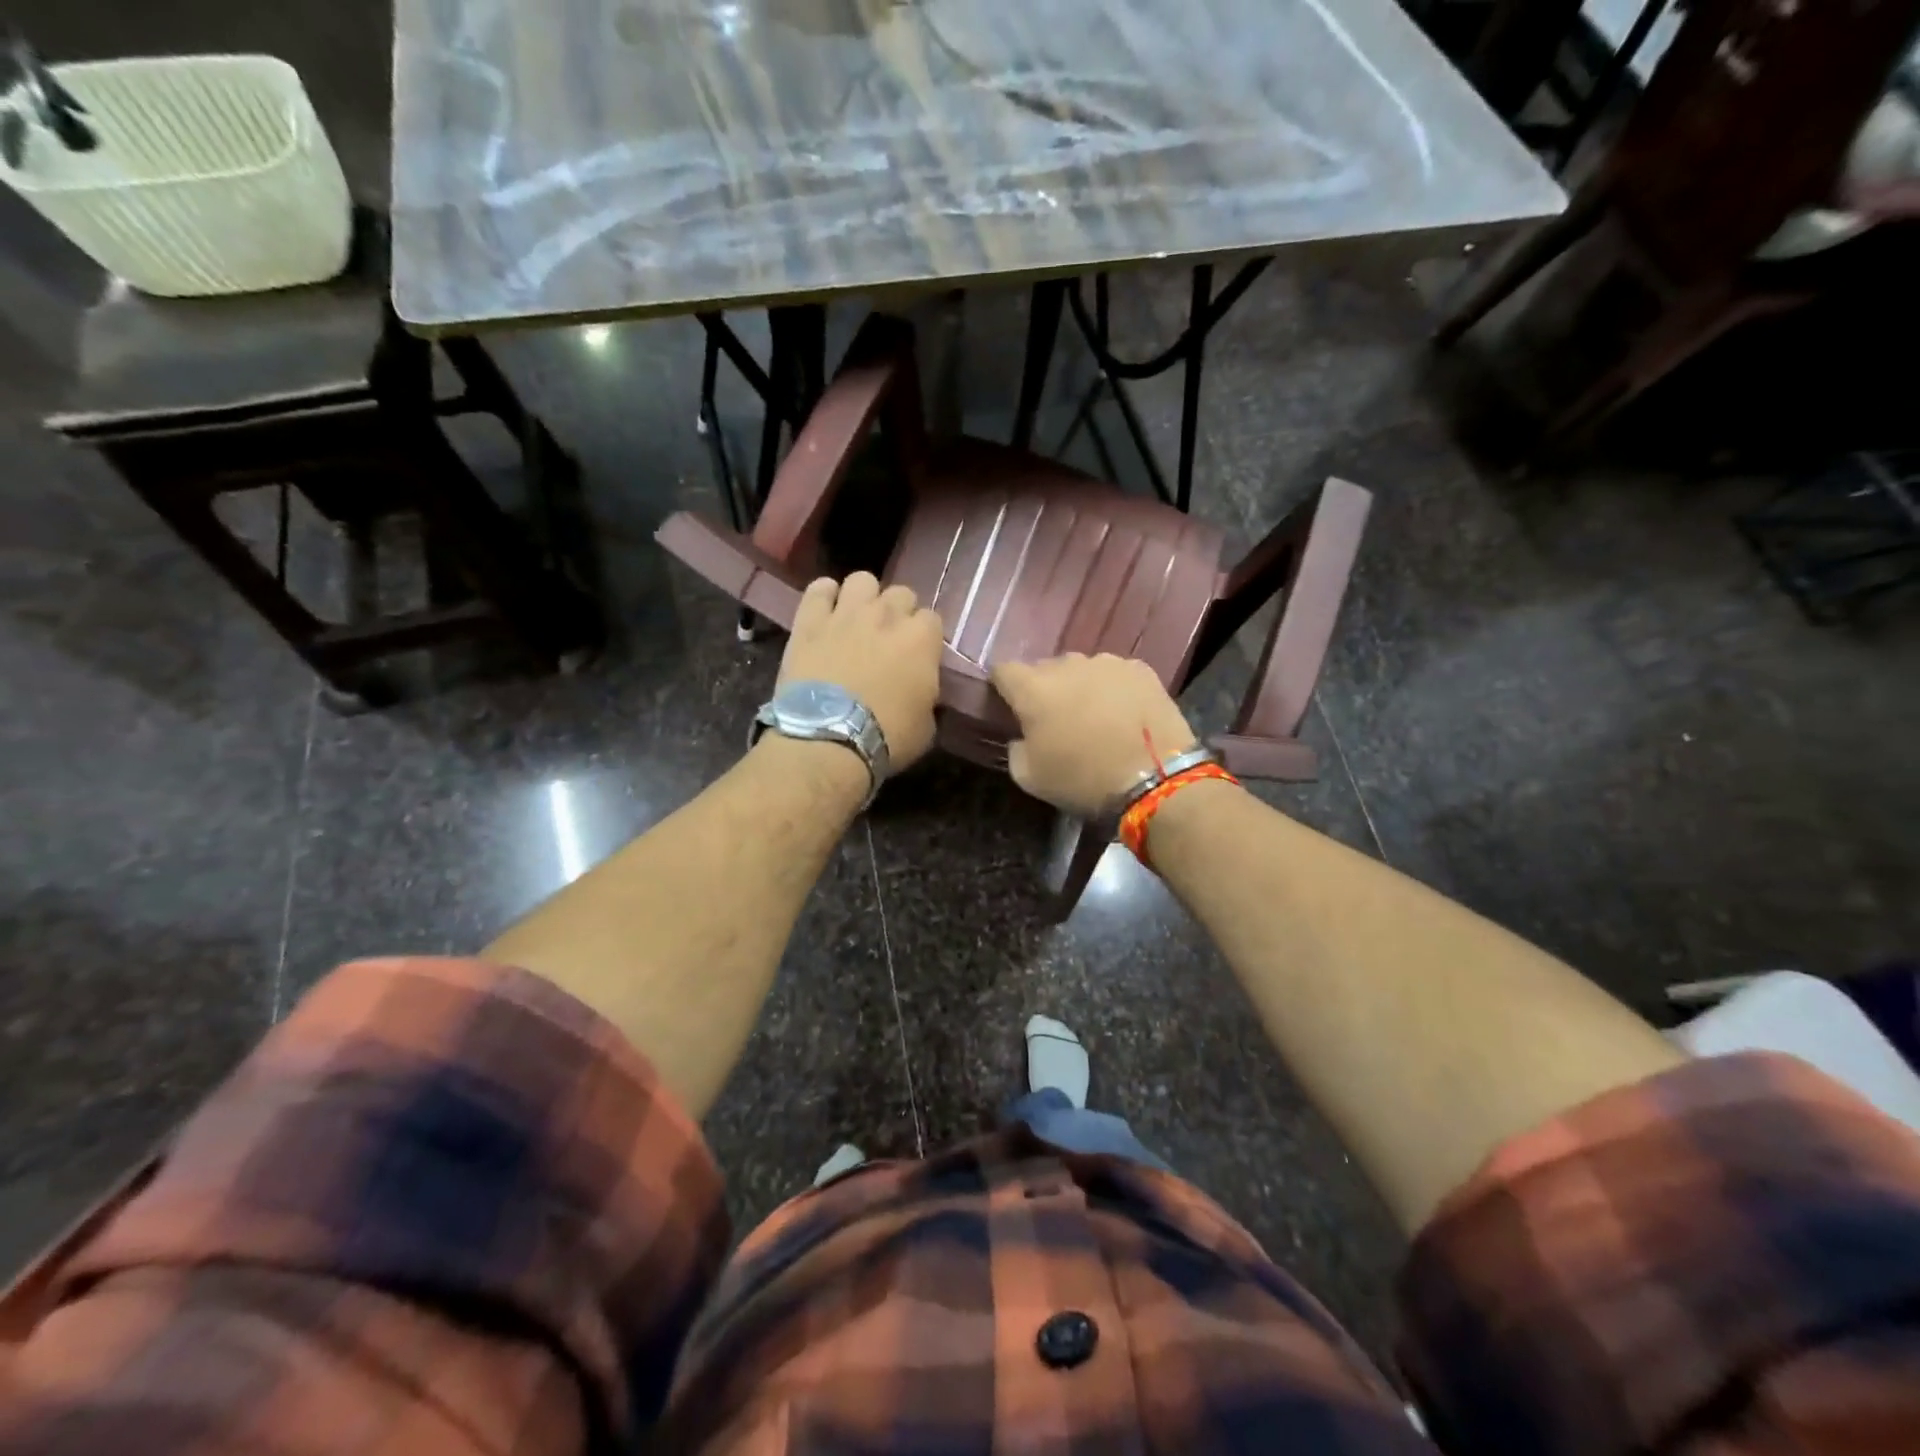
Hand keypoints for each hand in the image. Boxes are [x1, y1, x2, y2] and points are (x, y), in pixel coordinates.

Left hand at [780, 572, 944, 769]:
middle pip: (901, 594)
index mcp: (922, 639)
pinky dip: (824, 596)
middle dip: (898, 613)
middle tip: (888, 639)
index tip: (918, 656)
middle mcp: (887, 615)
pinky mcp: (810, 621)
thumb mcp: (926, 725)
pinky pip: (819, 589)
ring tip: (857, 620)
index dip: (925, 638)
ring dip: (864, 597)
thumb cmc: (887, 738)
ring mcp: (847, 613)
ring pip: (862, 580)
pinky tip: (825, 611)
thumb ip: (927, 695)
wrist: (829, 739)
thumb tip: (920, 688)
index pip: (932, 620)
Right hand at [991, 653, 1199, 816]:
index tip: (1010, 705)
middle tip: (1057, 719)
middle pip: (1045, 669)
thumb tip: (1023, 737)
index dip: (1003, 686)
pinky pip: (1115, 675)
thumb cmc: (1083, 778)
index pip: (1004, 671)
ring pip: (1082, 670)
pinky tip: (1124, 714)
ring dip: (1081, 687)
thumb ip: (1016, 749)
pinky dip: (1113, 690)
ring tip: (1095, 717)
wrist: (1155, 777)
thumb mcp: (1030, 778)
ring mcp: (1107, 663)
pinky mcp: (1140, 669)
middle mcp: (1067, 664)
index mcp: (1033, 688)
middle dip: (1046, 689)